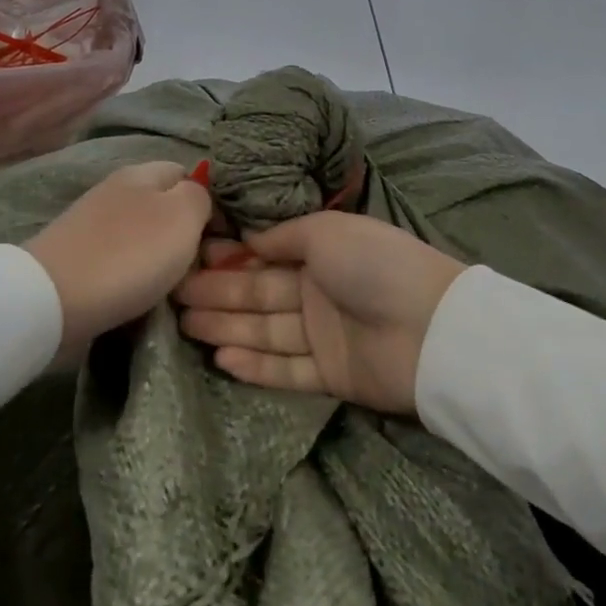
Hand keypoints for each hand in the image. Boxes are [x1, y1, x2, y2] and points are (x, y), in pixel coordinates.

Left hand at [25, 161, 212, 355]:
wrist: (52, 301)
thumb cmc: (129, 254)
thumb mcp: (183, 216)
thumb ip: (200, 197)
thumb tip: (198, 197)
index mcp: (143, 172)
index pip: (189, 173)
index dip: (211, 201)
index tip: (224, 238)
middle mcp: (116, 190)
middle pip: (165, 207)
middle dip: (185, 234)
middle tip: (203, 266)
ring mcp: (93, 225)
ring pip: (143, 236)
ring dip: (160, 259)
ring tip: (175, 286)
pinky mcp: (78, 258)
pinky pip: (120, 261)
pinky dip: (134, 277)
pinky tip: (141, 295)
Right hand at [173, 212, 464, 414]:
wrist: (432, 327)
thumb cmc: (375, 264)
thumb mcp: (326, 231)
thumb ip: (282, 235)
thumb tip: (247, 238)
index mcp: (321, 252)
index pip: (265, 256)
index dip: (229, 258)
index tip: (191, 258)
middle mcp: (319, 291)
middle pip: (259, 294)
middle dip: (217, 293)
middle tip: (174, 296)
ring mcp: (324, 335)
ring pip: (266, 331)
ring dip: (227, 327)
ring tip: (185, 325)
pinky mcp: (331, 375)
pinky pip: (285, 369)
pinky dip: (254, 365)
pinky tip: (221, 357)